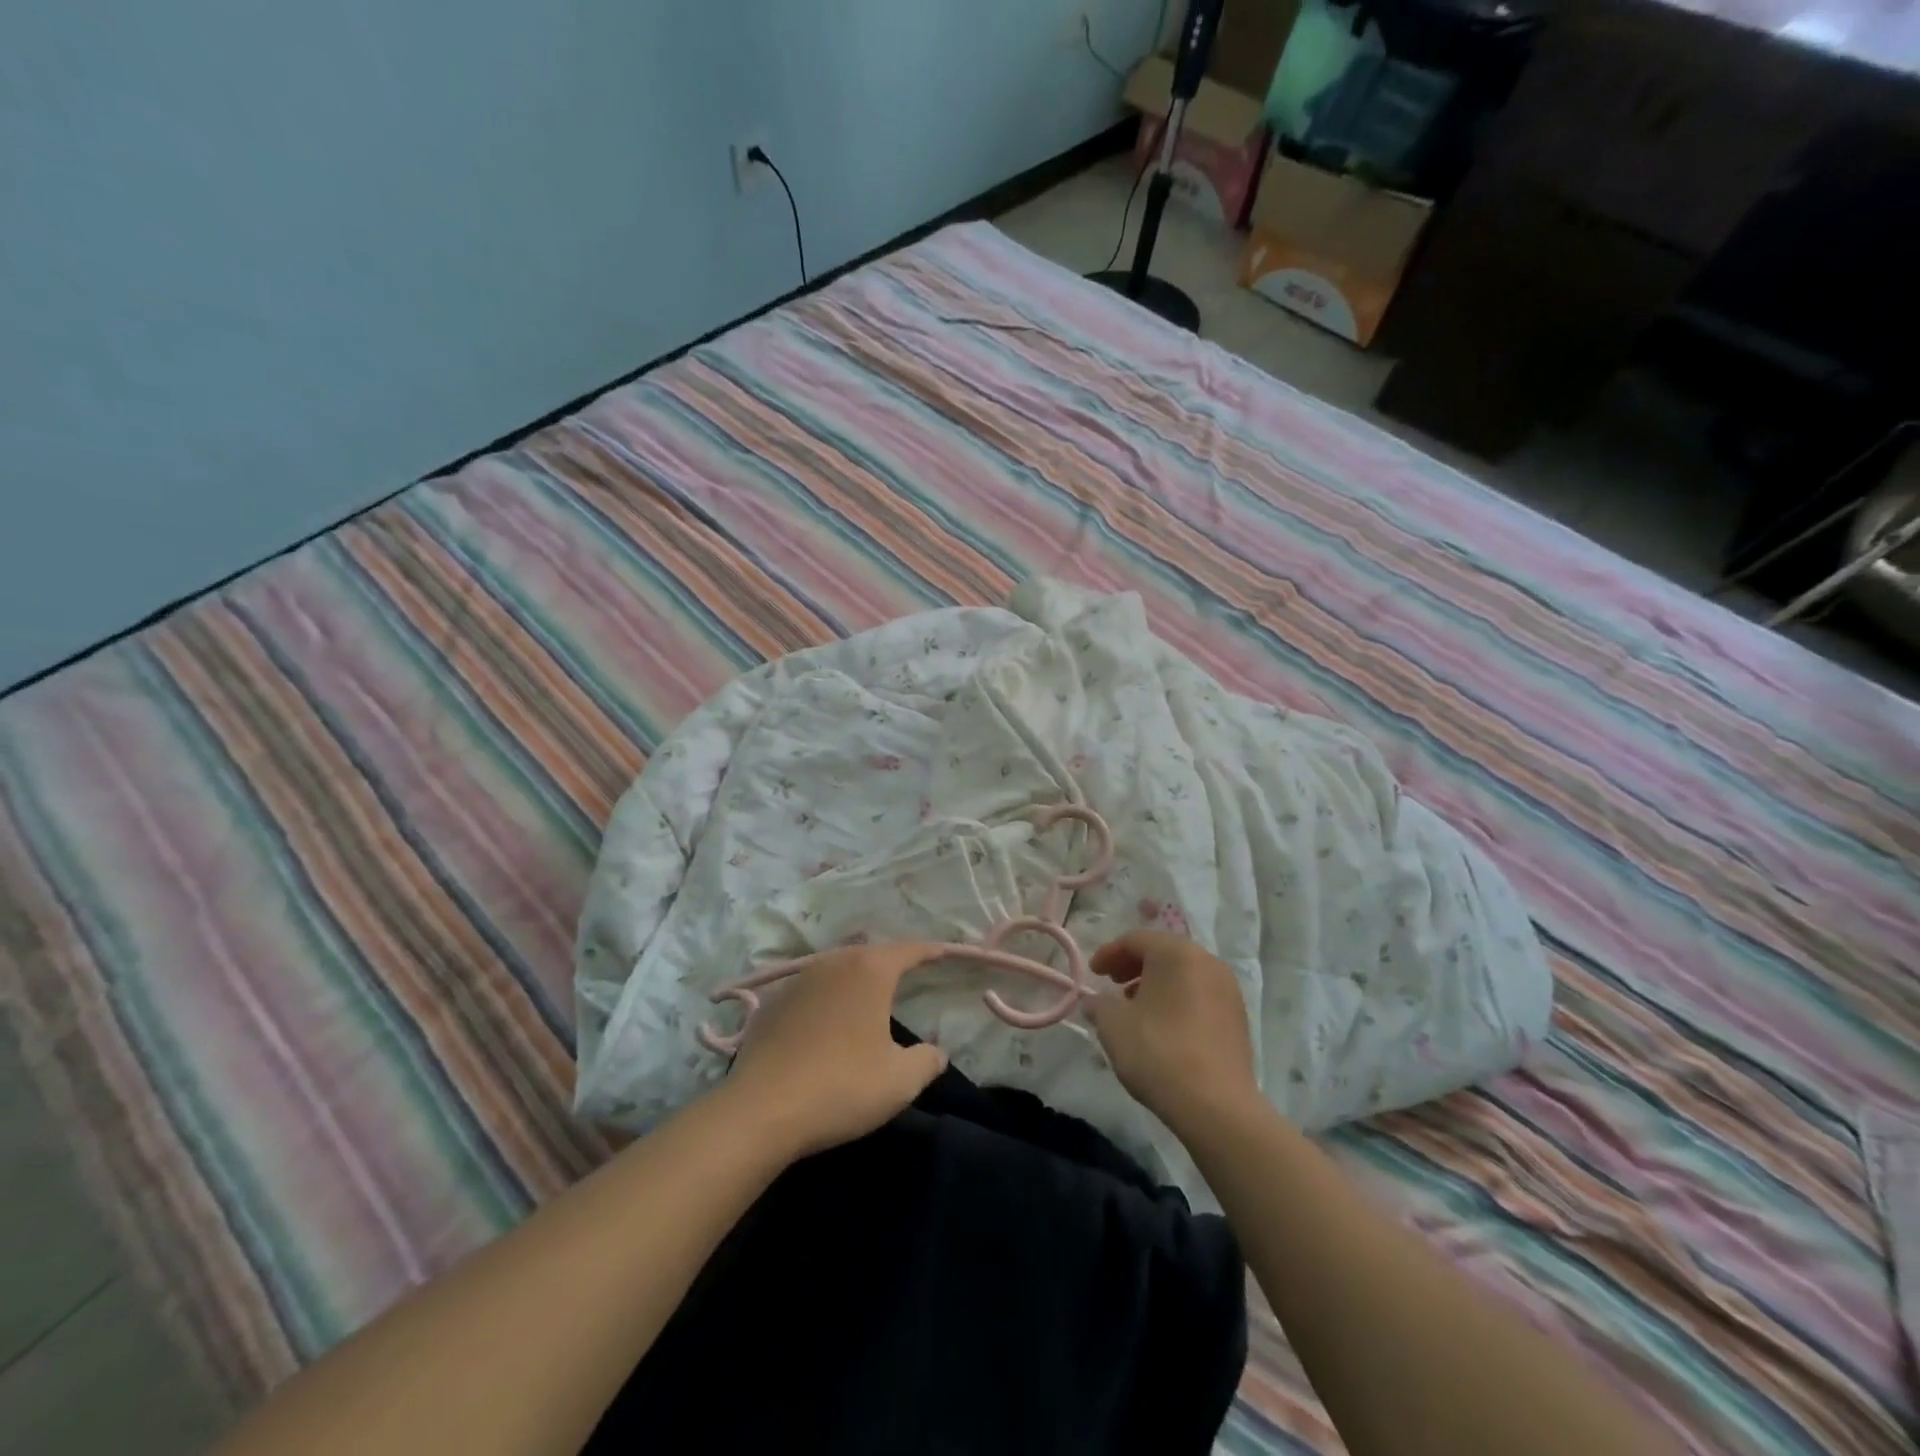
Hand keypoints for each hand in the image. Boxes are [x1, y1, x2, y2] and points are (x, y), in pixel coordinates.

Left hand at [719, 942, 949, 1160]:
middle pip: (870, 954)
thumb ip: (927, 1061)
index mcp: (870, 971)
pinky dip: (826, 998)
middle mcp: (833, 963)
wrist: (760, 1110)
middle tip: (909, 974)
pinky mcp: (771, 1004)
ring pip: (837, 969)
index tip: (944, 953)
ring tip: (869, 996)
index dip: (930, 952)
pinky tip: (826, 1022)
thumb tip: (937, 1052)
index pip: (908, 950)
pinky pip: (810, 991)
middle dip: (891, 962)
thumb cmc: (841, 1087)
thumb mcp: (900, 1081)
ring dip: (856, 979)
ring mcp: (798, 980)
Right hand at [1088, 929, 1260, 1139]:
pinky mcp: (1238, 1017)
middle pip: (1163, 952)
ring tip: (1136, 1009)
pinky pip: (1200, 995)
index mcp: (1176, 953)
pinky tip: (1163, 1027)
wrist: (1216, 1106)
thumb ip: (1100, 1004)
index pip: (1136, 939)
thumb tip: (1096, 1001)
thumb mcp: (1113, 1025)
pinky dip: (1177, 1000)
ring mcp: (1228, 989)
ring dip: (1156, 984)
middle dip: (1133, 966)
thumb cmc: (1158, 1052)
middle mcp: (1207, 961)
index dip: (1109, 953)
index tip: (1093, 974)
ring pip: (1184, 974)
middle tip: (1112, 985)